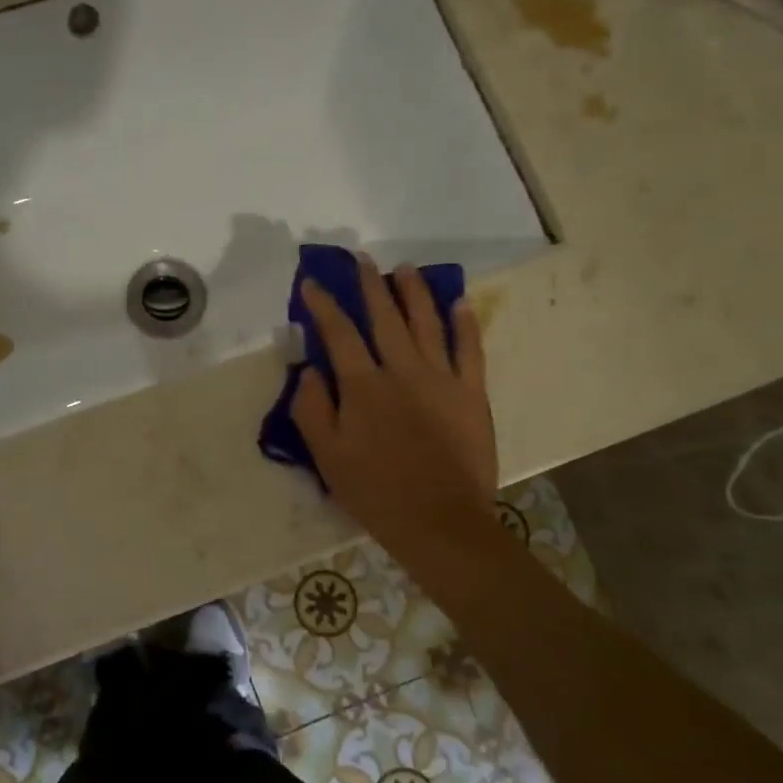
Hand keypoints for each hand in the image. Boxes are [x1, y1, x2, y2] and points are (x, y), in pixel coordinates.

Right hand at [291, 257, 500, 559]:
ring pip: (427, 323)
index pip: (338, 333)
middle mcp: (402, 371)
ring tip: (405, 268)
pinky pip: (470, 350)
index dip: (323, 304)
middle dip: (371, 285)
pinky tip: (460, 302)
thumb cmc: (376, 492)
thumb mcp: (327, 456)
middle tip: (363, 259)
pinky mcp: (472, 394)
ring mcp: (442, 379)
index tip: (313, 282)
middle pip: (385, 317)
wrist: (440, 523)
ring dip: (415, 292)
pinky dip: (465, 323)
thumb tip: (310, 369)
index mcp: (364, 386)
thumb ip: (312, 408)